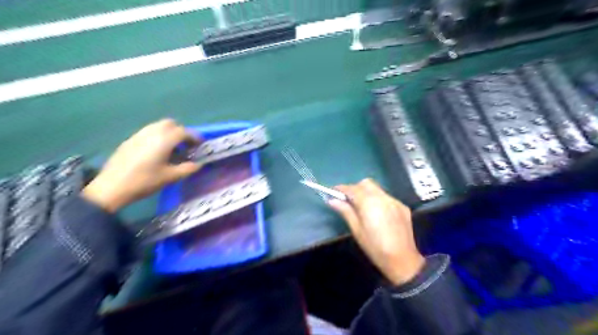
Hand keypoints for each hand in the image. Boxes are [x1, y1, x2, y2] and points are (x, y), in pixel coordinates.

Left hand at [81, 120, 200, 211]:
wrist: (112, 187)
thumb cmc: (145, 181)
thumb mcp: (170, 177)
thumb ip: (187, 169)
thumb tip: (199, 164)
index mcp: (164, 140)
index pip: (184, 132)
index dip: (194, 137)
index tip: (200, 145)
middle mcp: (151, 133)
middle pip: (170, 124)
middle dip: (181, 132)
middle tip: (186, 145)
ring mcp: (138, 135)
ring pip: (158, 126)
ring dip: (169, 133)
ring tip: (172, 148)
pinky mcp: (129, 140)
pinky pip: (148, 132)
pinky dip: (157, 136)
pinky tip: (156, 151)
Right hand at [327, 178, 424, 284]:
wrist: (403, 260)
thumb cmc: (375, 247)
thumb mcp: (356, 230)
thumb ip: (345, 211)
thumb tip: (332, 200)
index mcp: (369, 203)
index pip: (352, 189)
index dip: (341, 189)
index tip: (333, 191)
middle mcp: (383, 197)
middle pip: (366, 184)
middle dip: (355, 188)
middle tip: (348, 200)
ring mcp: (394, 201)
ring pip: (377, 189)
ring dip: (367, 193)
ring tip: (362, 207)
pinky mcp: (402, 206)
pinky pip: (386, 197)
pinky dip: (378, 200)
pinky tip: (377, 213)